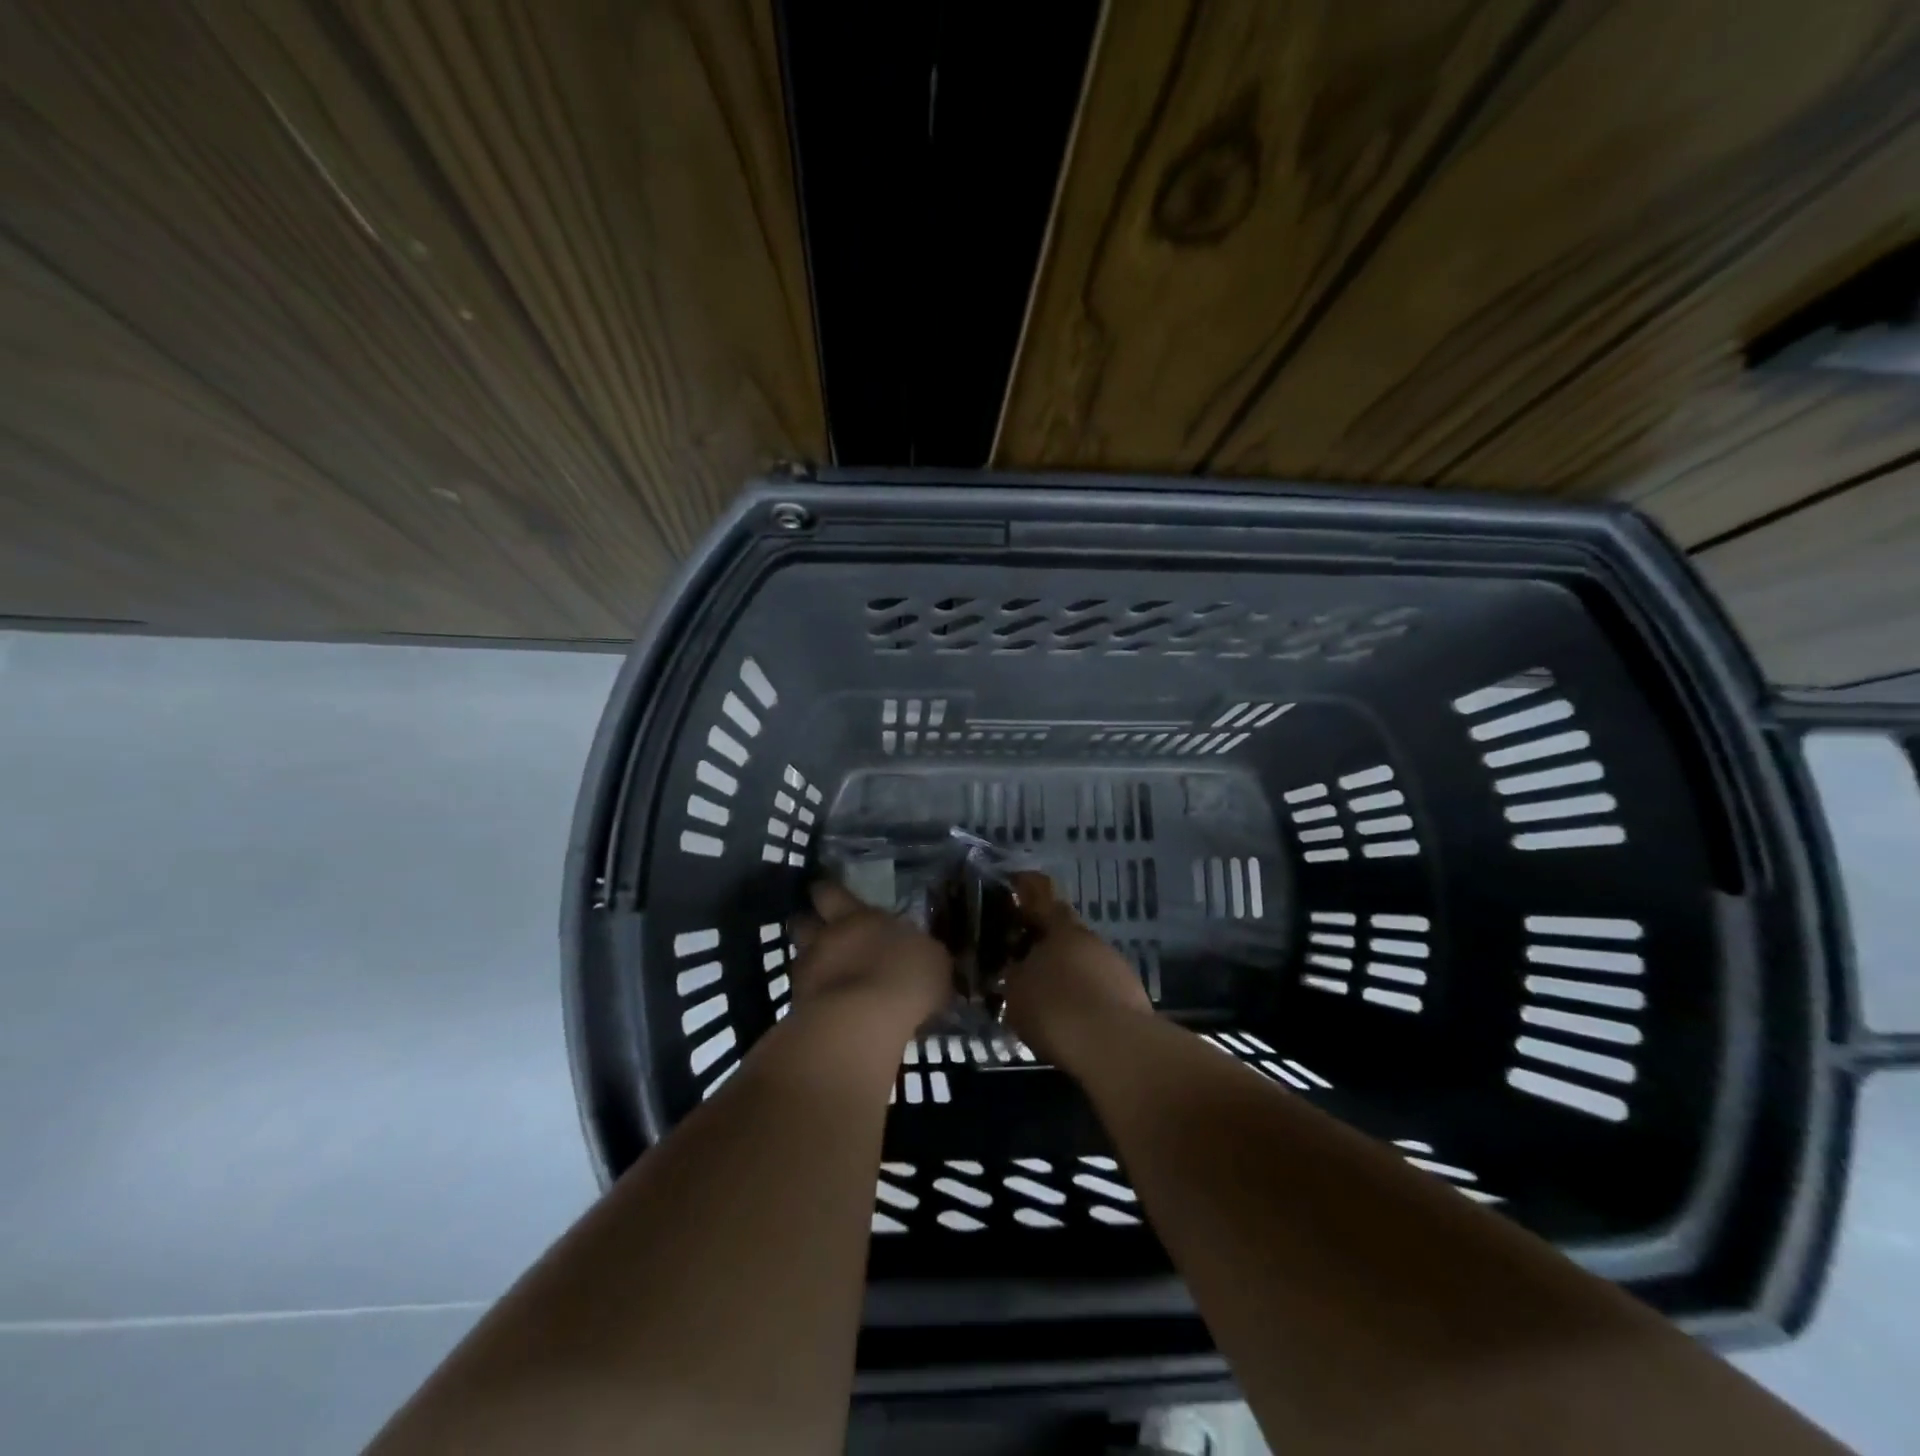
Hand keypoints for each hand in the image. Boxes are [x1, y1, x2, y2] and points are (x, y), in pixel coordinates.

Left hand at [787, 880, 952, 1044]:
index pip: (832, 893)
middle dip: (808, 921)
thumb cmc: (905, 979)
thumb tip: (919, 955)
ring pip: (800, 957)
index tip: (827, 894)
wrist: (862, 1025)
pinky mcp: (799, 1007)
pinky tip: (827, 1006)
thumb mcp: (933, 960)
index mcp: (859, 917)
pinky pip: (803, 994)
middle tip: (818, 927)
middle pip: (803, 920)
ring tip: (823, 972)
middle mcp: (827, 938)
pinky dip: (812, 997)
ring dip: (809, 961)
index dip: (829, 893)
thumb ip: (919, 952)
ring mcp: (808, 972)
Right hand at [1002, 871, 1154, 1071]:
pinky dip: (1086, 996)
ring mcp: (1116, 965)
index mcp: (1061, 929)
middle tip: (1026, 958)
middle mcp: (1091, 939)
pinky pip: (1101, 988)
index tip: (1017, 883)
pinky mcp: (1133, 995)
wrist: (1113, 1046)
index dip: (1028, 890)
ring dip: (1069, 972)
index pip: (1042, 898)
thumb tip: (1016, 968)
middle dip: (1047, 943)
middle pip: (1066, 933)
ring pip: (1085, 961)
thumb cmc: (1055, 1008)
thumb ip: (1014, 974)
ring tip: (1049, 997)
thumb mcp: (1016, 992)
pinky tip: (1074, 1019)